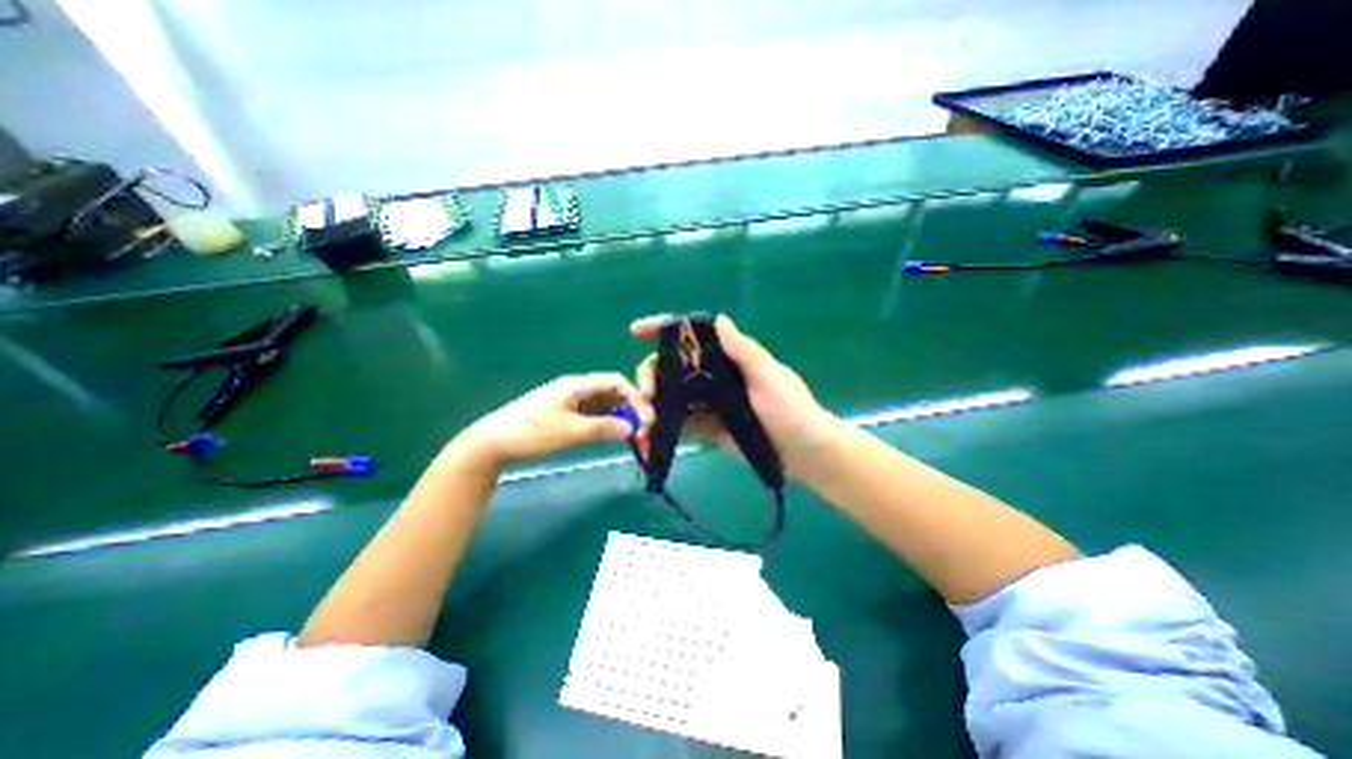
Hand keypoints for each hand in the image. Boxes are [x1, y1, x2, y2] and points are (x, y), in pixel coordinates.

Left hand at [447, 372, 653, 469]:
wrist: (493, 442)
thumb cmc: (531, 431)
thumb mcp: (570, 430)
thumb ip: (603, 428)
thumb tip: (631, 428)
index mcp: (577, 384)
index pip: (616, 382)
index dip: (634, 397)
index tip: (646, 418)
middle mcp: (576, 389)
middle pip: (612, 393)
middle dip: (630, 409)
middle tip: (642, 431)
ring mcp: (570, 401)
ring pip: (604, 405)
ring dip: (619, 418)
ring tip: (631, 436)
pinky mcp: (565, 414)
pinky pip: (593, 414)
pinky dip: (606, 423)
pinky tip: (612, 435)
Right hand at [630, 312, 842, 476]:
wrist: (805, 454)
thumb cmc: (792, 410)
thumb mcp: (770, 377)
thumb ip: (744, 352)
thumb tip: (719, 319)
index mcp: (728, 358)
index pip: (693, 337)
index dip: (664, 330)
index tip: (637, 331)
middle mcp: (714, 377)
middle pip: (673, 366)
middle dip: (651, 373)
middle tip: (646, 392)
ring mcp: (708, 403)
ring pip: (671, 394)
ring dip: (652, 400)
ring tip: (643, 416)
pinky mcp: (707, 428)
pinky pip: (680, 422)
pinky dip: (663, 424)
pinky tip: (650, 430)